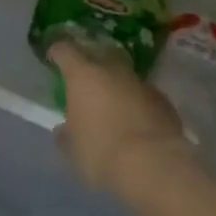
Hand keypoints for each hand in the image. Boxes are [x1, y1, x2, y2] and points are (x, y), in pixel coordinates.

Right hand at [49, 41, 192, 199]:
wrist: (155, 164)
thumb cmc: (102, 152)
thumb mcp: (73, 150)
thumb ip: (65, 135)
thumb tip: (63, 129)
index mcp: (83, 75)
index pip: (65, 51)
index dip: (57, 52)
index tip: (53, 57)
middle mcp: (112, 69)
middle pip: (98, 55)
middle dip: (90, 65)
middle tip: (84, 82)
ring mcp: (140, 82)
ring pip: (123, 75)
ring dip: (116, 85)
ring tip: (112, 105)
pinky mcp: (162, 99)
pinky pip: (143, 95)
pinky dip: (136, 102)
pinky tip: (136, 121)